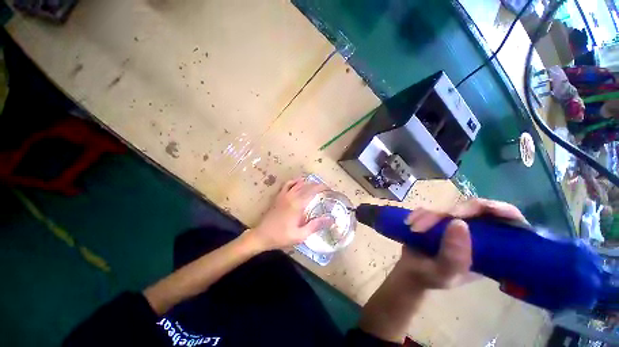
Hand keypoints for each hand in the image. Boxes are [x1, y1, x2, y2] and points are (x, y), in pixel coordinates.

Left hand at [247, 177, 333, 250]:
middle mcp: (291, 196)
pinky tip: (299, 183)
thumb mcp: (300, 235)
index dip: (322, 187)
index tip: (329, 189)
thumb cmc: (281, 237)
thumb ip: (315, 226)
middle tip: (325, 188)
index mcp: (298, 205)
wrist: (261, 236)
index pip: (312, 191)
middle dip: (317, 184)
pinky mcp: (279, 196)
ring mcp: (284, 195)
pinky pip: (287, 184)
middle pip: (306, 185)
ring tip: (315, 185)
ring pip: (298, 183)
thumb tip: (330, 219)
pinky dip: (295, 181)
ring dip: (308, 182)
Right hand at [394, 198, 526, 288]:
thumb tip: (459, 223)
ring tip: (414, 228)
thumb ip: (454, 255)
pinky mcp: (437, 217)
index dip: (502, 210)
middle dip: (454, 212)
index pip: (509, 222)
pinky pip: (430, 207)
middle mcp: (477, 231)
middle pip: (476, 208)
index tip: (485, 209)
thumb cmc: (432, 277)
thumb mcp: (444, 273)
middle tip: (433, 219)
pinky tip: (410, 223)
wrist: (410, 270)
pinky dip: (419, 213)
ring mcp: (455, 223)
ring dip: (430, 215)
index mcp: (492, 248)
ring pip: (449, 206)